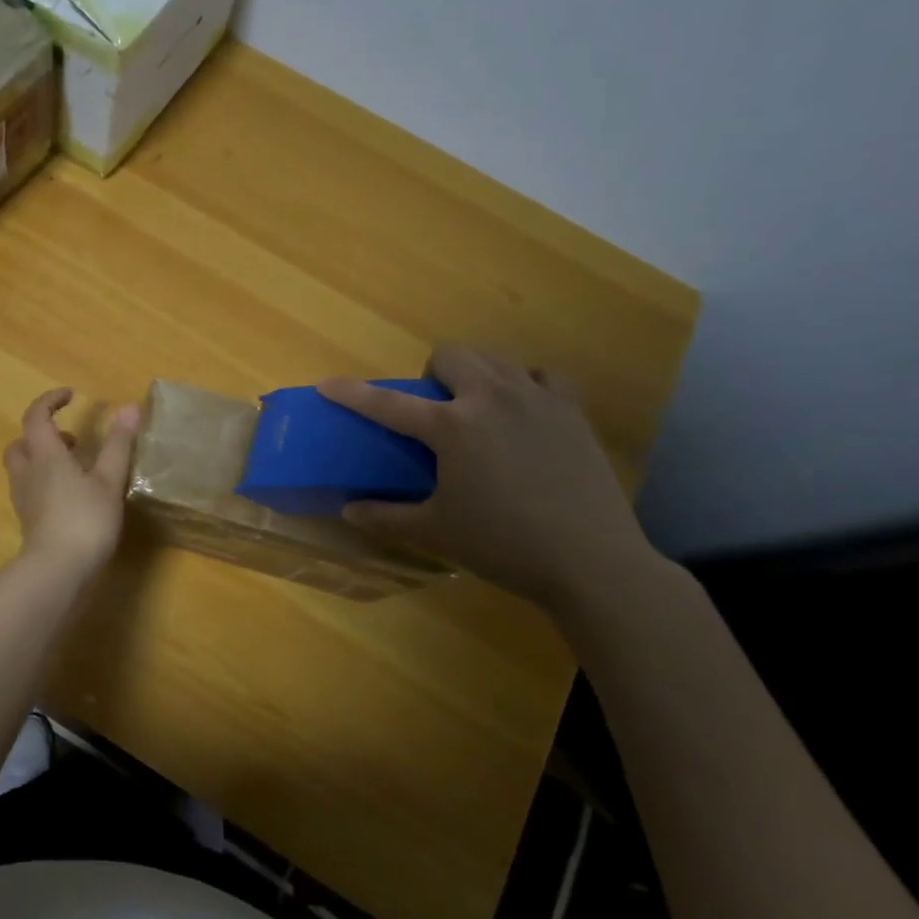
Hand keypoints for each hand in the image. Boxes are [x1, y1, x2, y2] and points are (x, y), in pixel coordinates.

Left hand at [3, 388, 141, 581]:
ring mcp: (24, 500)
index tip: (70, 395)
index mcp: (45, 456)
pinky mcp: (28, 522)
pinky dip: (45, 483)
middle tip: (71, 440)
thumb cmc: (84, 520)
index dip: (49, 401)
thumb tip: (130, 407)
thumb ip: (118, 444)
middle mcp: (28, 473)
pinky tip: (70, 497)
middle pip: (21, 443)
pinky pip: (30, 490)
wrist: (56, 572)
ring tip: (75, 468)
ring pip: (23, 468)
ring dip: (42, 460)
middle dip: (41, 435)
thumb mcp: (108, 480)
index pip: (36, 417)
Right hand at [318, 345, 655, 608]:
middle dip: (432, 375)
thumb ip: (386, 517)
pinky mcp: (572, 411)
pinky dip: (526, 385)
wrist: (591, 562)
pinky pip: (544, 377)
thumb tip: (349, 510)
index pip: (387, 403)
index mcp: (451, 427)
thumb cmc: (503, 545)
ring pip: (496, 358)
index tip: (327, 384)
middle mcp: (491, 398)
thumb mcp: (436, 533)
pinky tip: (524, 413)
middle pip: (451, 356)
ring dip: (476, 374)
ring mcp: (537, 399)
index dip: (352, 393)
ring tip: (478, 410)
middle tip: (434, 412)